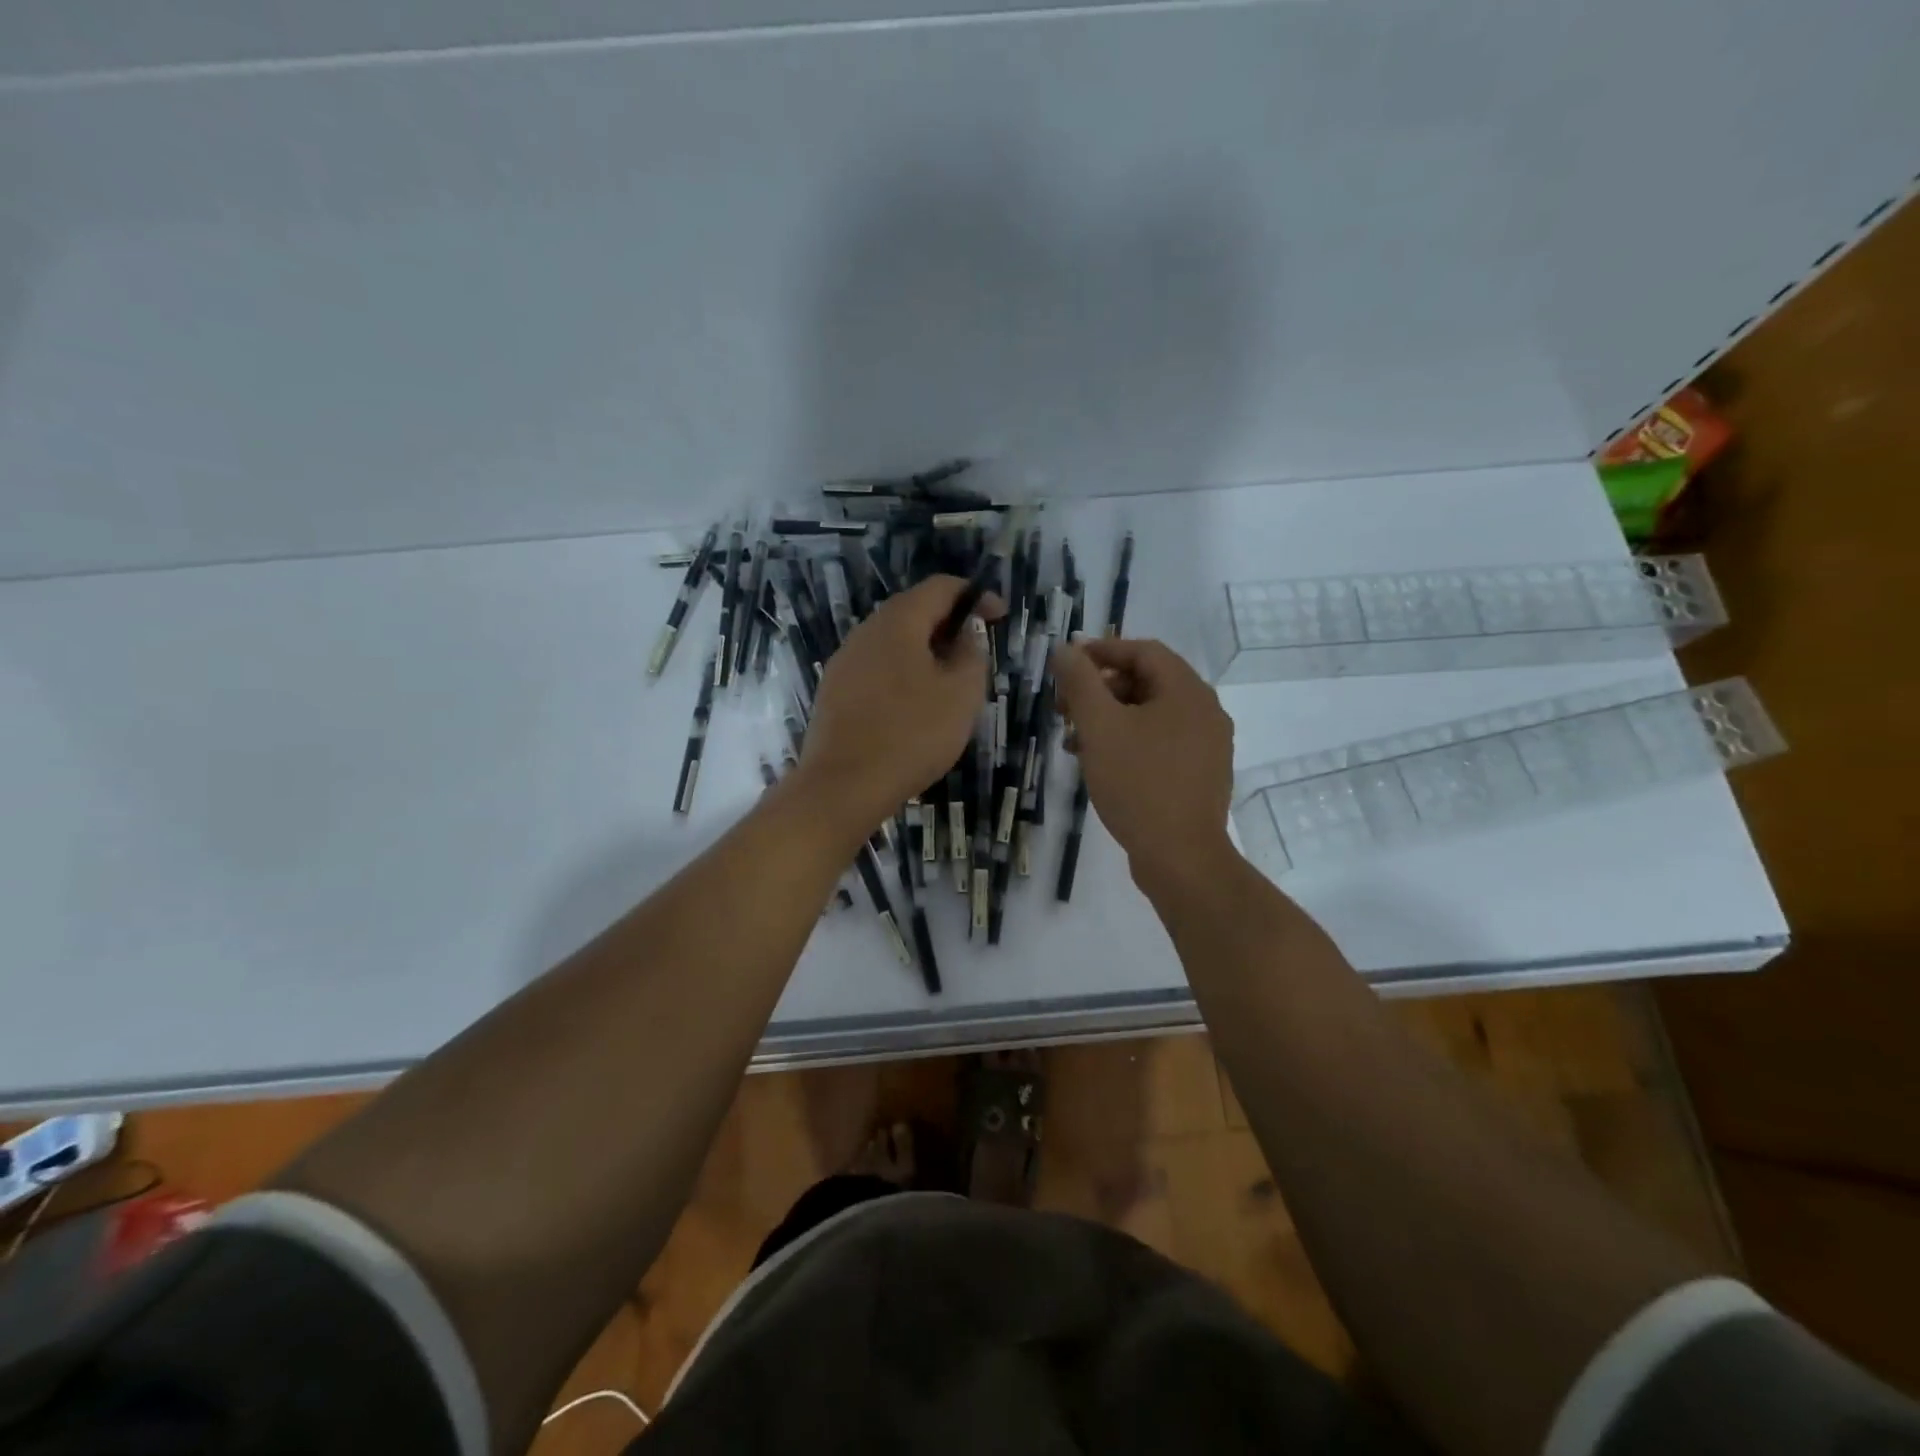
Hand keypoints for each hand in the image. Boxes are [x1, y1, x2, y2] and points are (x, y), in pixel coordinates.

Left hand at [795, 576, 1000, 842]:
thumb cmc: (912, 734)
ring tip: (950, 684)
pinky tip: (915, 708)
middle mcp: (866, 631)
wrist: (843, 786)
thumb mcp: (961, 694)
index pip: (941, 587)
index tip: (999, 618)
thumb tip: (968, 631)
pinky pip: (877, 669)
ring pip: (894, 643)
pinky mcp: (834, 691)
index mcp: (898, 621)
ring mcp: (845, 661)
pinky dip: (903, 674)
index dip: (975, 596)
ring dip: (926, 653)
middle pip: (914, 612)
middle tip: (976, 655)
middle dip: (949, 626)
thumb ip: (972, 653)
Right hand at [1051, 637, 1236, 894]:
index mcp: (1187, 691)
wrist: (1181, 857)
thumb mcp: (1100, 726)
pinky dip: (1128, 742)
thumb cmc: (1138, 783)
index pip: (1143, 651)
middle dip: (1100, 690)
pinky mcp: (1200, 774)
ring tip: (1074, 742)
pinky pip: (1160, 743)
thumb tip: (1065, 649)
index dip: (1101, 651)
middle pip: (1147, 682)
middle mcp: (1205, 711)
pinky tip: (1100, 765)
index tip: (1066, 666)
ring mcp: (1207, 745)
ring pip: (1151, 715)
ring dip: (1109, 719)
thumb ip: (1080, 682)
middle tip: (1065, 708)